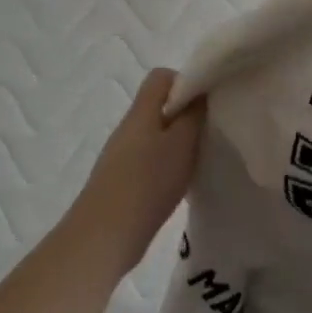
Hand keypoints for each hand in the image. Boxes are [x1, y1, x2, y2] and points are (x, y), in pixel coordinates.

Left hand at [71, 69, 204, 274]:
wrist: (104, 235)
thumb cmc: (148, 182)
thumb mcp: (182, 143)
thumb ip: (194, 114)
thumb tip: (200, 91)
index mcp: (141, 112)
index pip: (161, 77)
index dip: (185, 82)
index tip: (206, 104)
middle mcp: (128, 127)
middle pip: (158, 106)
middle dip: (185, 116)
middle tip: (207, 134)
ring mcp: (120, 155)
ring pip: (154, 134)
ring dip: (176, 143)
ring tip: (196, 162)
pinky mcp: (120, 180)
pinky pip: (147, 159)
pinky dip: (165, 165)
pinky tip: (177, 185)